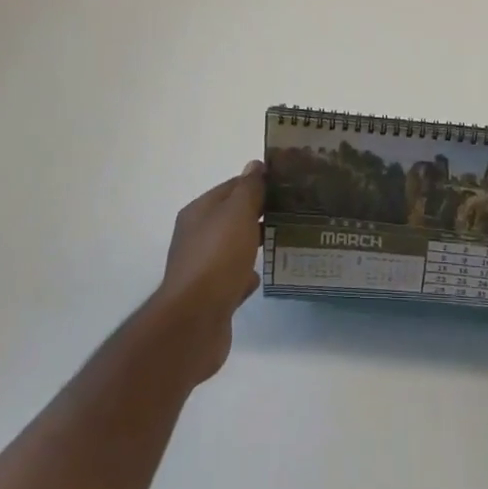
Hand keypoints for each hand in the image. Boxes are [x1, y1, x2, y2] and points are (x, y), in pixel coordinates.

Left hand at [146, 161, 265, 385]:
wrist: (195, 323)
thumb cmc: (217, 258)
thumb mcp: (237, 213)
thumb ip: (248, 189)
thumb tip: (255, 165)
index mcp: (199, 212)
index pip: (232, 186)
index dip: (257, 182)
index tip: (286, 183)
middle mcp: (197, 236)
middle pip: (232, 216)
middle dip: (259, 212)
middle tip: (292, 209)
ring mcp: (203, 268)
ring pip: (235, 247)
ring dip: (255, 242)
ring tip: (285, 238)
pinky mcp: (212, 297)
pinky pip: (234, 277)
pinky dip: (248, 273)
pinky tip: (265, 273)